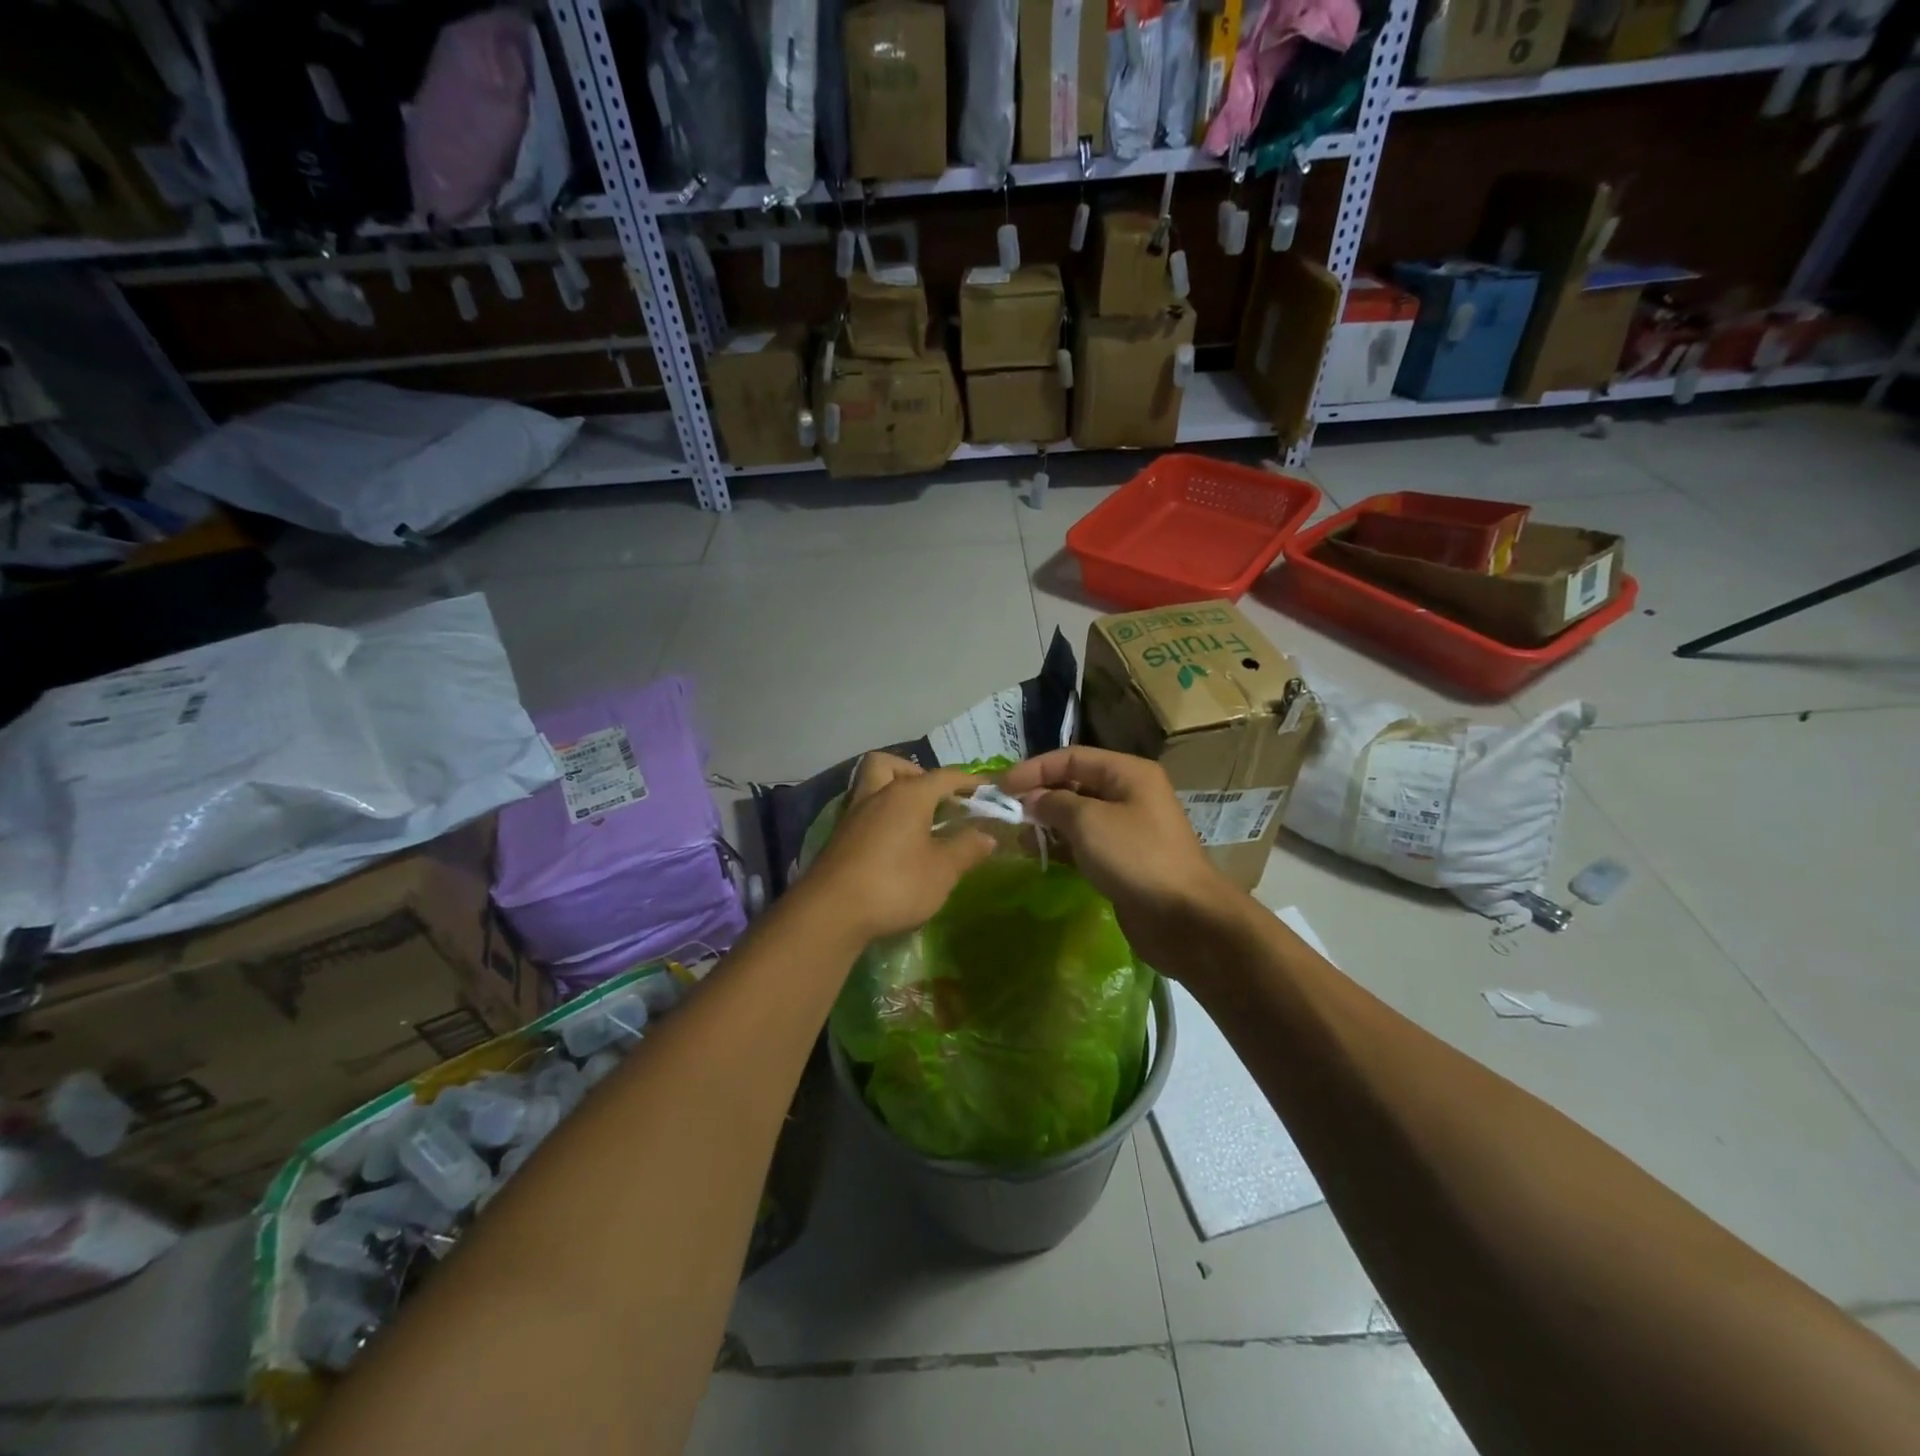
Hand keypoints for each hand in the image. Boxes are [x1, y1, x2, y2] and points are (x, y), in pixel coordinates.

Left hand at [802, 753, 995, 942]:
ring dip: (893, 794)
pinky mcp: (839, 839)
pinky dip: (881, 818)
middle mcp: (877, 795)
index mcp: (908, 795)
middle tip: (934, 799)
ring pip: (871, 786)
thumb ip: (967, 849)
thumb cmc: (895, 884)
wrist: (831, 913)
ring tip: (916, 821)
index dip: (969, 781)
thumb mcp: (942, 871)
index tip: (986, 788)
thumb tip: (987, 835)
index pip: (944, 776)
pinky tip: (894, 845)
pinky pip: (863, 813)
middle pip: (890, 764)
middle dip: (914, 773)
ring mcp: (853, 816)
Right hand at [997, 747, 1240, 971]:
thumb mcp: (1089, 822)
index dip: (1035, 768)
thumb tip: (1031, 799)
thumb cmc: (1136, 857)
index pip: (1072, 757)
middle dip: (1040, 795)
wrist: (1184, 918)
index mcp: (1128, 773)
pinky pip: (1085, 843)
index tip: (1001, 787)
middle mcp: (1129, 794)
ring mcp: (1128, 828)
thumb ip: (1054, 803)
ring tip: (1018, 838)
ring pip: (1078, 816)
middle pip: (1075, 783)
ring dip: (1047, 823)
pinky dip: (1061, 845)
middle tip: (1006, 813)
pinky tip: (1038, 855)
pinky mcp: (1123, 860)